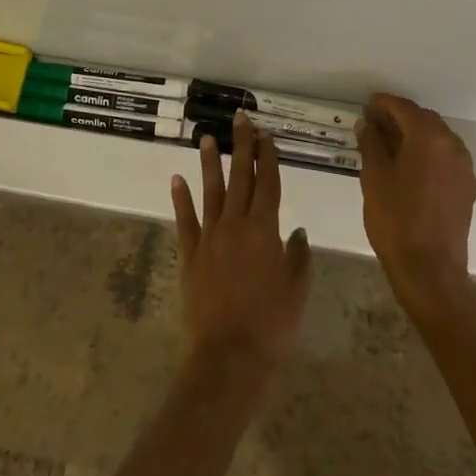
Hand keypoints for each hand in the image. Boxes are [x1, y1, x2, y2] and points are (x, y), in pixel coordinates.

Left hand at [171, 113, 312, 392]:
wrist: (229, 355)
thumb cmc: (272, 324)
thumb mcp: (297, 290)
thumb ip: (298, 256)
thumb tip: (296, 231)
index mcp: (264, 230)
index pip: (268, 184)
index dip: (268, 157)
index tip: (265, 134)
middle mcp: (235, 225)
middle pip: (240, 178)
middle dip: (241, 147)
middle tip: (239, 119)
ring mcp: (210, 238)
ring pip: (210, 192)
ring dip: (210, 164)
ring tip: (206, 138)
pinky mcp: (191, 255)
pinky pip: (185, 221)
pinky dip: (181, 199)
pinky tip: (177, 179)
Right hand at [356, 93, 475, 322]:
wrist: (430, 269)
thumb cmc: (395, 219)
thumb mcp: (374, 177)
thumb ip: (371, 144)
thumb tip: (367, 124)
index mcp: (428, 137)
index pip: (404, 108)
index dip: (383, 103)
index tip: (366, 105)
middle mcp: (451, 144)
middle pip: (424, 119)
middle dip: (399, 117)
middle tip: (374, 124)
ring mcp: (463, 166)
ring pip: (437, 138)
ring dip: (414, 135)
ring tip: (389, 145)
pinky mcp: (466, 186)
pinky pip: (445, 157)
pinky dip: (427, 153)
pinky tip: (409, 166)